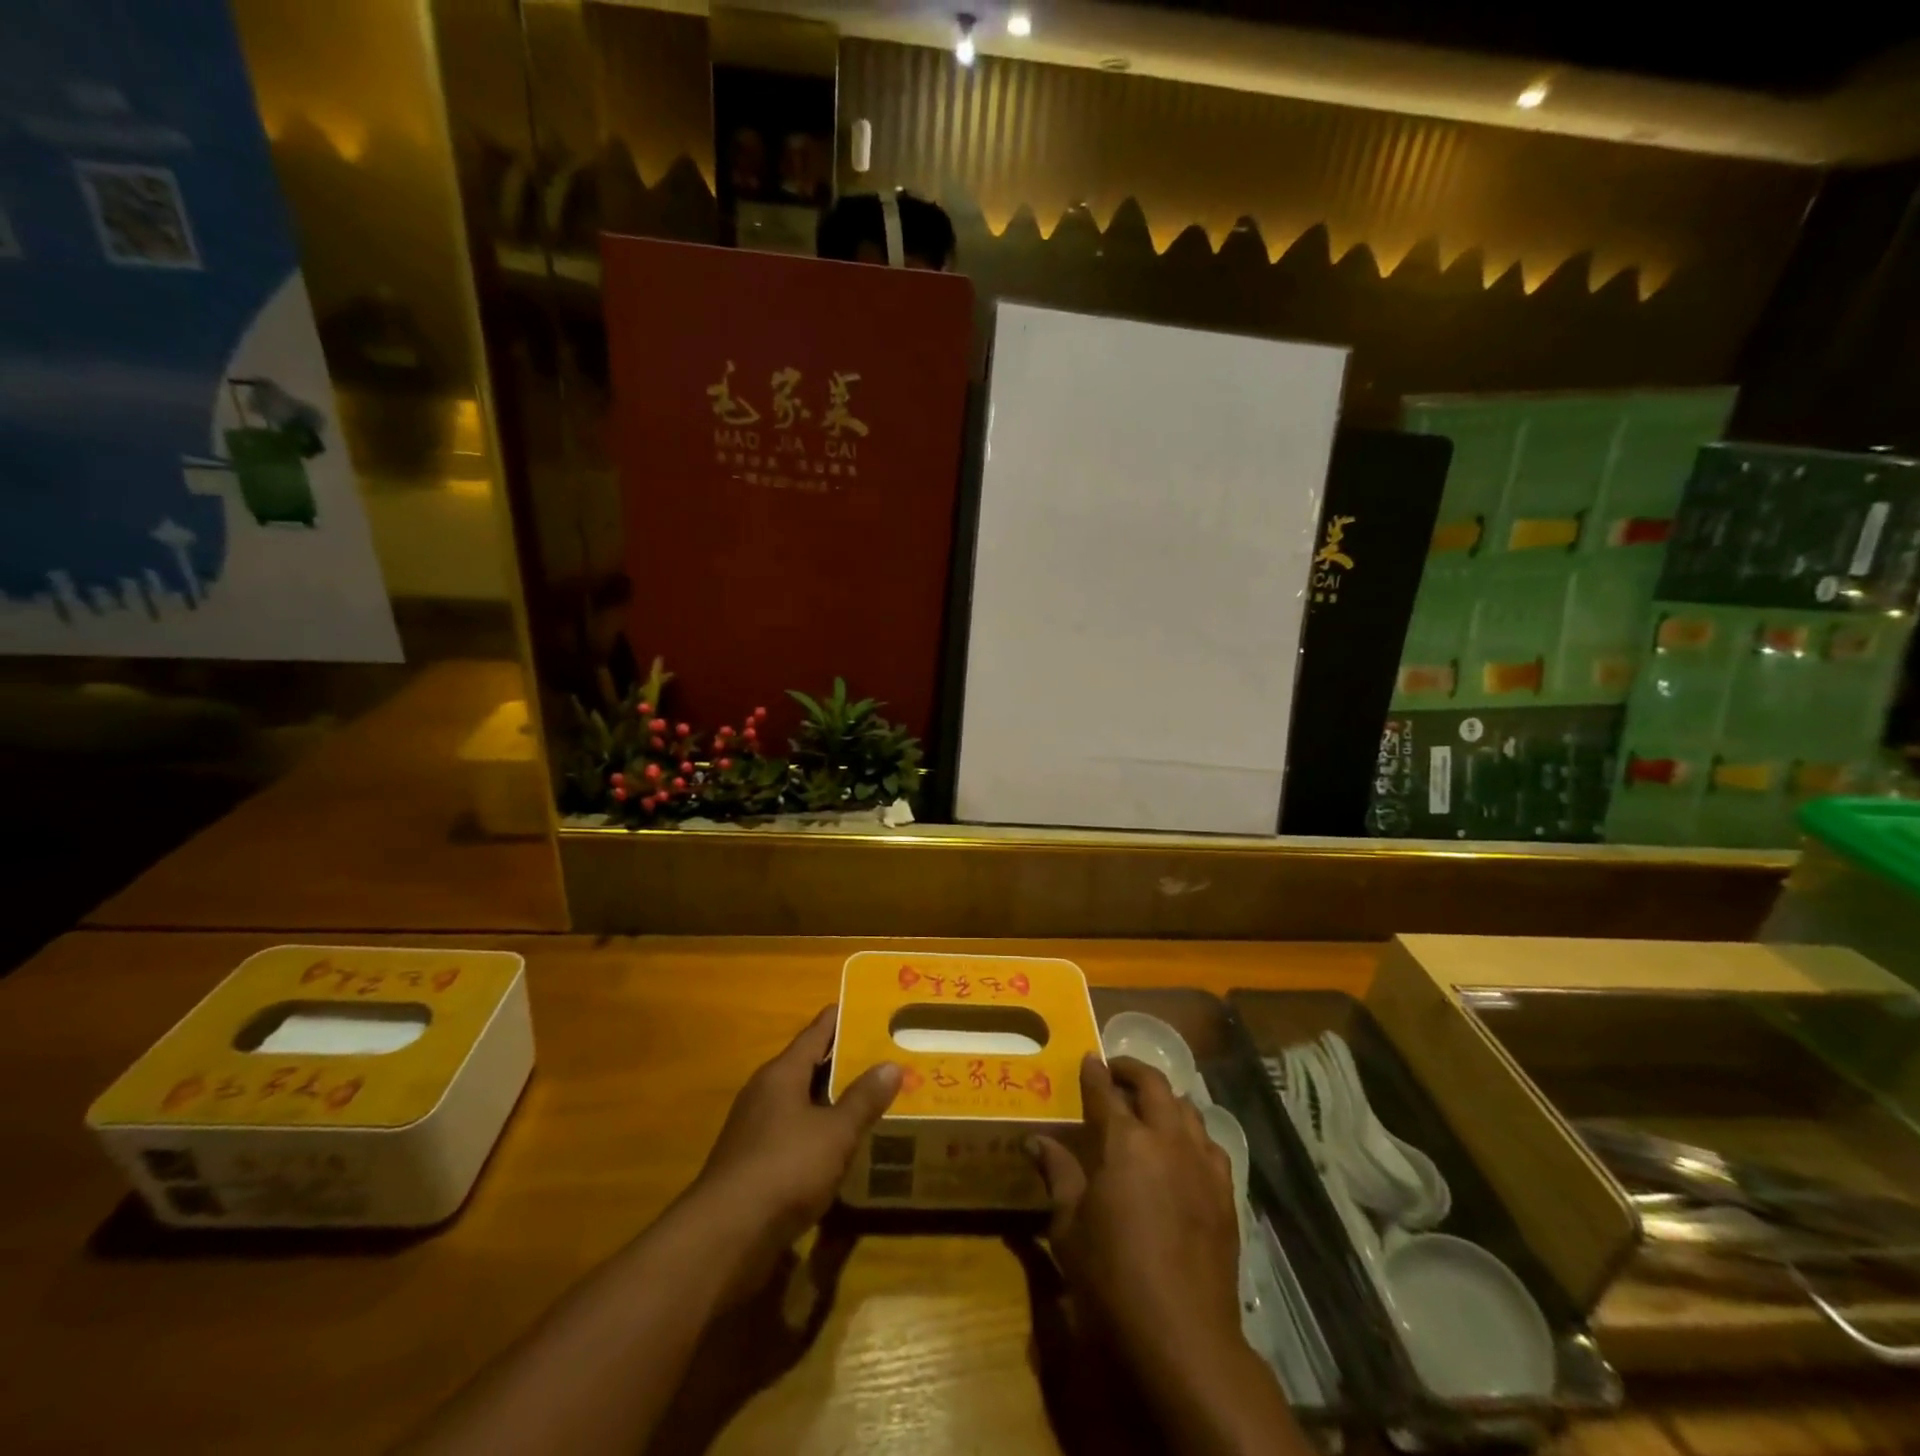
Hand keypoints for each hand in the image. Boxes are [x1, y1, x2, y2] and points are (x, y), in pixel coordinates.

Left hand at [693, 1006, 900, 1258]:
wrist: (725, 1236)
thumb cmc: (785, 1168)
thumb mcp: (835, 1133)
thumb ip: (863, 1099)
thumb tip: (891, 1065)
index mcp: (782, 1073)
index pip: (816, 1032)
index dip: (841, 1018)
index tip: (868, 1007)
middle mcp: (765, 1092)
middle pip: (808, 1065)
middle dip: (843, 1061)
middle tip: (883, 1054)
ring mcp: (755, 1128)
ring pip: (801, 1102)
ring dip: (831, 1100)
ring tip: (869, 1097)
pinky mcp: (753, 1163)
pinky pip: (793, 1133)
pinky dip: (818, 1132)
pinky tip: (841, 1146)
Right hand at [1031, 1056, 1244, 1373]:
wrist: (1183, 1335)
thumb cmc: (1112, 1278)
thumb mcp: (1070, 1227)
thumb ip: (1058, 1175)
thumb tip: (1036, 1141)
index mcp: (1125, 1141)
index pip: (1105, 1092)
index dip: (1094, 1072)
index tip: (1088, 1058)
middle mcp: (1167, 1139)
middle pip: (1154, 1085)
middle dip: (1132, 1071)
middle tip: (1116, 1071)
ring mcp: (1201, 1163)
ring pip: (1187, 1108)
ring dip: (1165, 1098)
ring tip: (1149, 1106)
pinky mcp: (1224, 1192)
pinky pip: (1210, 1144)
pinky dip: (1192, 1133)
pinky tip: (1183, 1149)